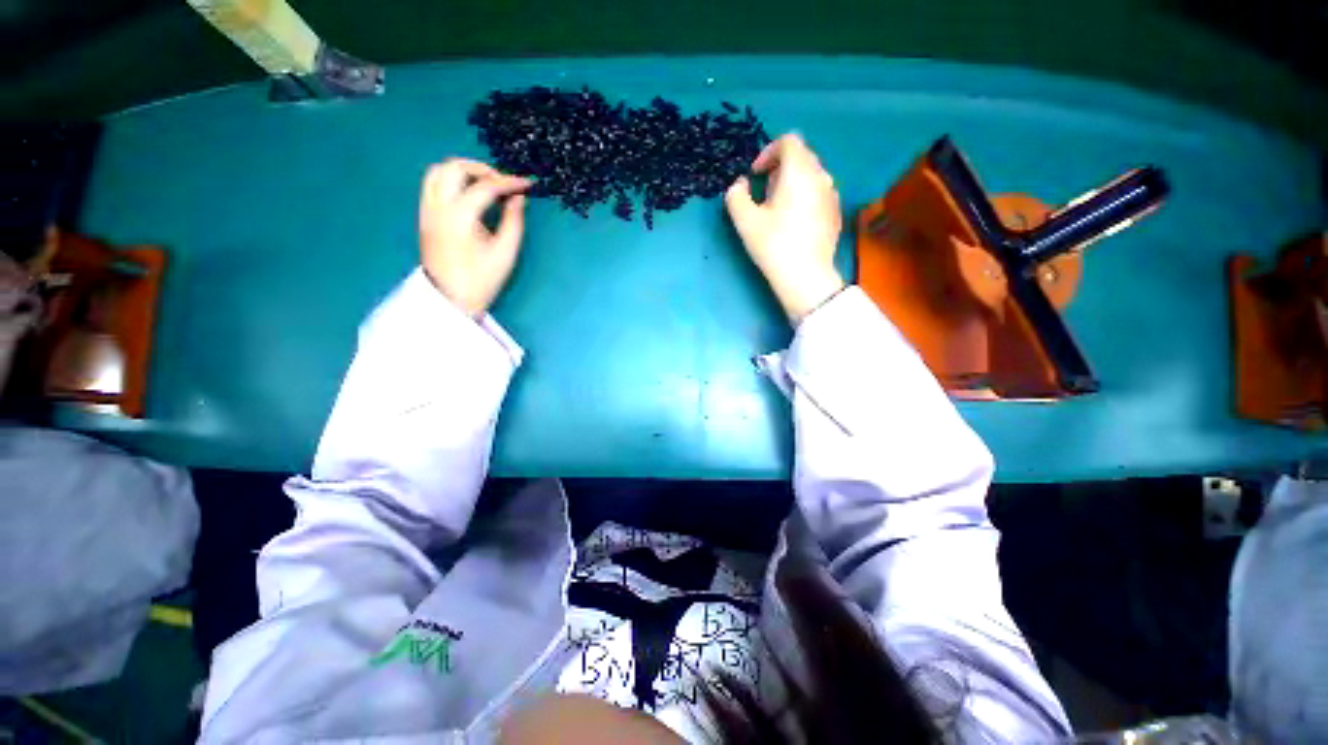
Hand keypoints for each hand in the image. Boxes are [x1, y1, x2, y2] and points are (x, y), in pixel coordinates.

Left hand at [419, 159, 530, 316]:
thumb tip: (518, 198)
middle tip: (504, 183)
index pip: (486, 186)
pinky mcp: (424, 214)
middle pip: (455, 167)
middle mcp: (438, 206)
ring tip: (486, 184)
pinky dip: (451, 179)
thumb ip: (514, 221)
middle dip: (483, 169)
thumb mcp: (506, 252)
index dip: (509, 182)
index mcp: (460, 216)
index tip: (527, 184)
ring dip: (464, 170)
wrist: (450, 298)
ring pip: (439, 170)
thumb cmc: (482, 279)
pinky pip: (433, 183)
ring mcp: (427, 209)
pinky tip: (468, 193)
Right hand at [725, 133, 845, 323]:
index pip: (788, 141)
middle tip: (764, 193)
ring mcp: (832, 195)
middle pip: (801, 157)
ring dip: (792, 183)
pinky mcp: (836, 213)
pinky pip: (818, 193)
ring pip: (811, 175)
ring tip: (778, 209)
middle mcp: (821, 176)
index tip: (756, 175)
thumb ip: (736, 195)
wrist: (805, 276)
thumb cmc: (773, 245)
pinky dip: (804, 197)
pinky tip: (794, 222)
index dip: (768, 152)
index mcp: (799, 171)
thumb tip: (741, 184)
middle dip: (779, 168)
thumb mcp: (745, 220)